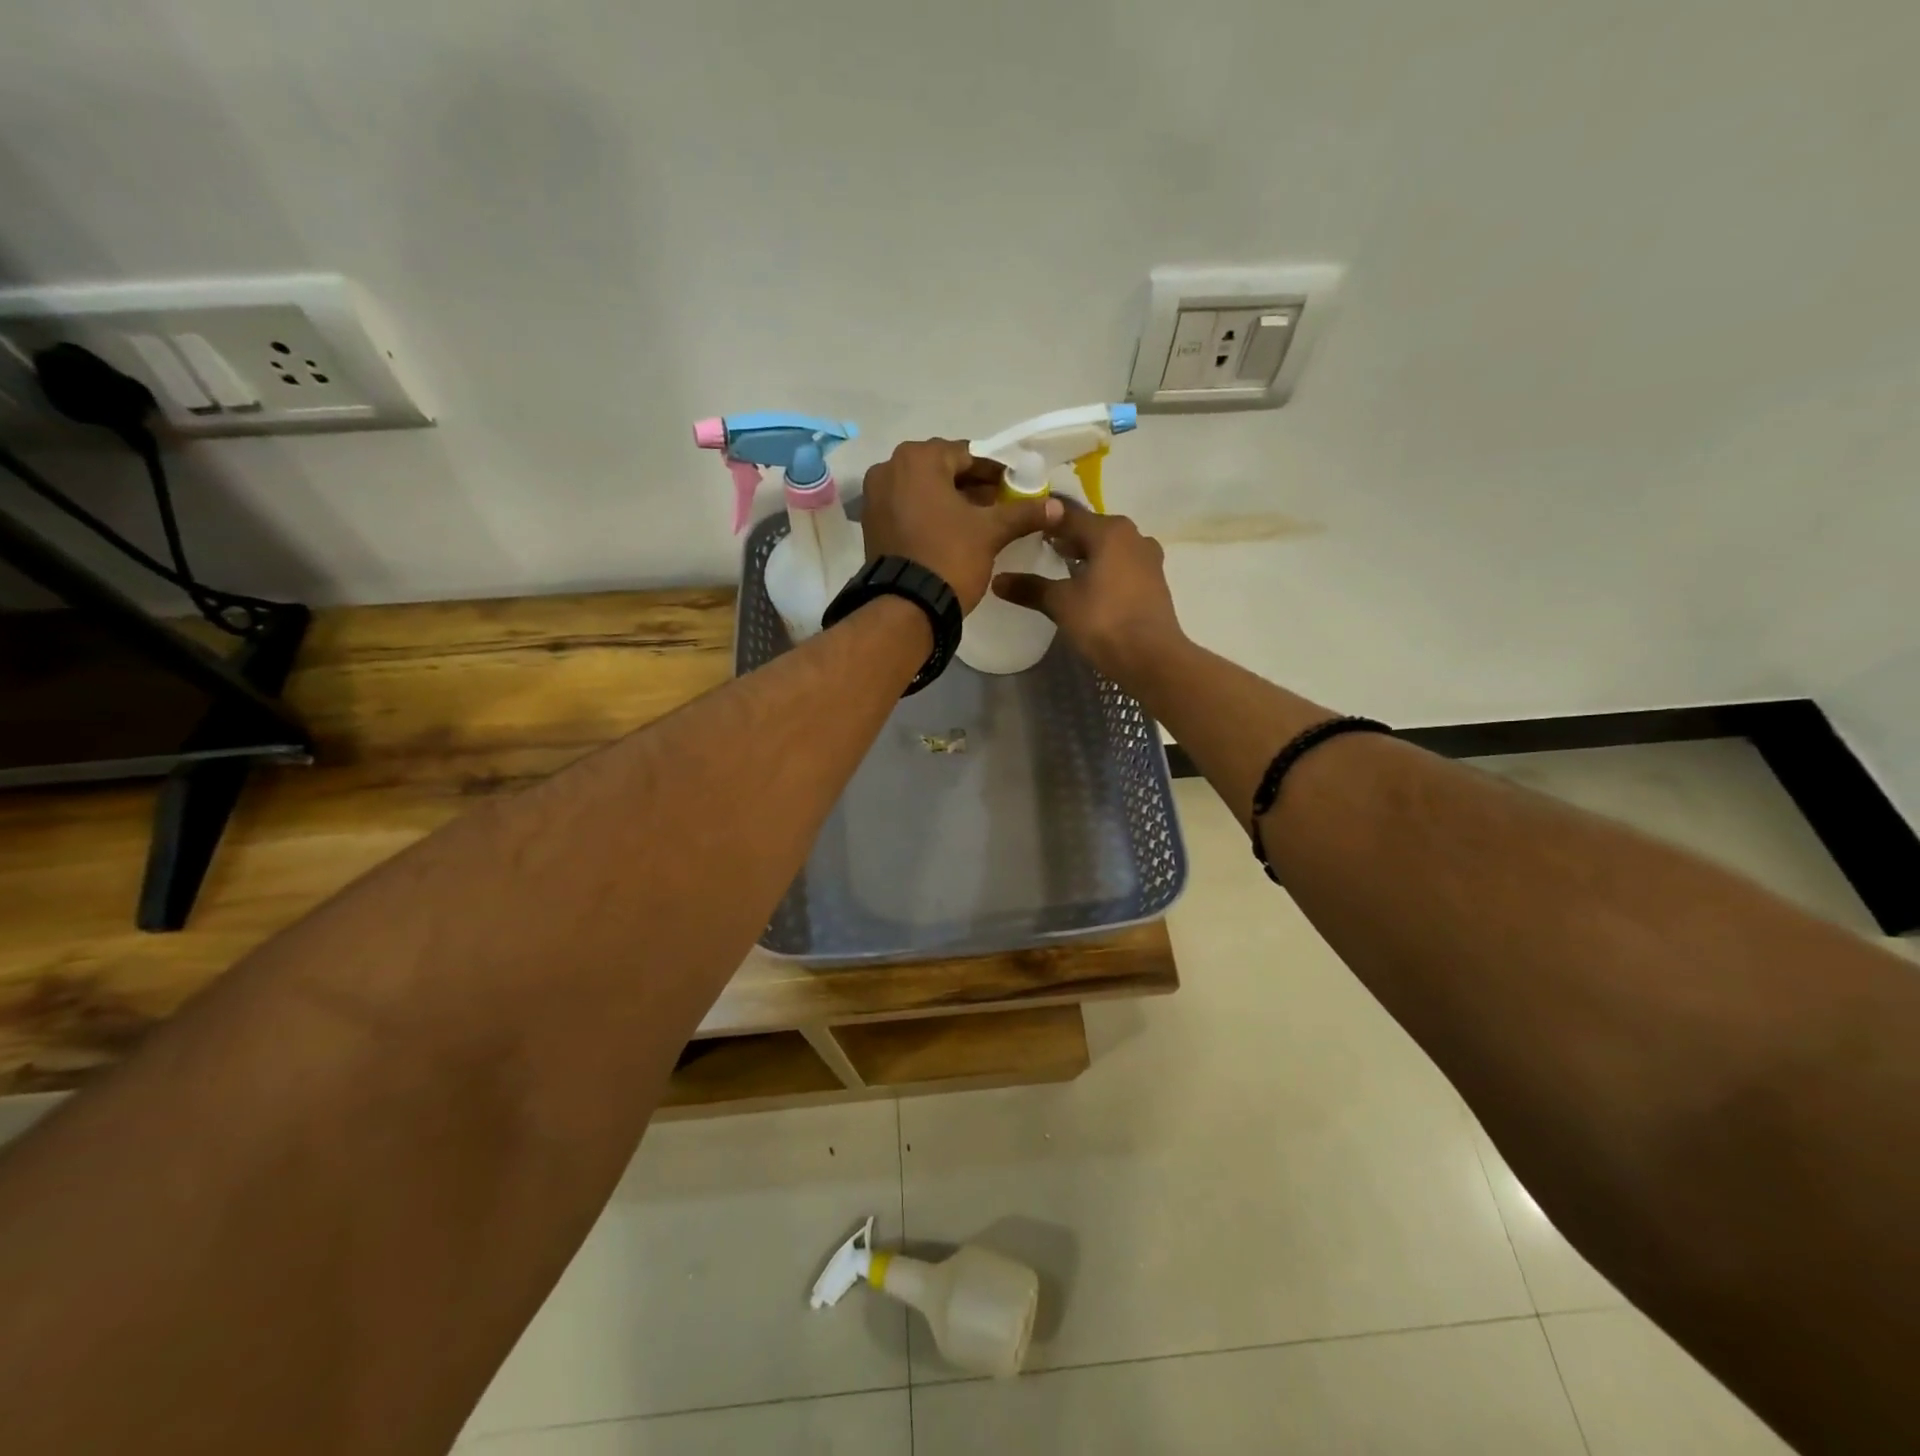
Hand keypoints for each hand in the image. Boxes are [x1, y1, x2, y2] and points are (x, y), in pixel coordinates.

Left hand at [861, 440, 1062, 611]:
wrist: (907, 607)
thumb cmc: (950, 557)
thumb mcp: (991, 532)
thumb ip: (1023, 513)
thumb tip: (1058, 507)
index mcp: (918, 458)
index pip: (967, 455)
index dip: (995, 473)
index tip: (1013, 489)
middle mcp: (889, 468)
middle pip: (942, 470)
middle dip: (971, 486)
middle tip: (998, 506)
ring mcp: (875, 496)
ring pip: (923, 490)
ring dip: (950, 500)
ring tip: (978, 522)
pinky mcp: (871, 523)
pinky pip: (906, 508)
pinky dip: (928, 514)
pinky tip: (950, 533)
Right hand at [993, 501, 1187, 686]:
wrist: (1152, 657)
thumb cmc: (1104, 621)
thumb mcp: (1061, 603)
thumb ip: (1030, 588)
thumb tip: (997, 580)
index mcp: (1109, 531)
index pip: (1067, 515)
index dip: (1044, 521)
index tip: (1023, 526)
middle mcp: (1133, 536)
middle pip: (1091, 529)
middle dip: (1066, 537)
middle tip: (1039, 547)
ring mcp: (1148, 558)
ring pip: (1109, 548)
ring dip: (1087, 554)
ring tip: (1061, 567)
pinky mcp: (1154, 582)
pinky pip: (1122, 566)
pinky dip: (1103, 570)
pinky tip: (1088, 586)